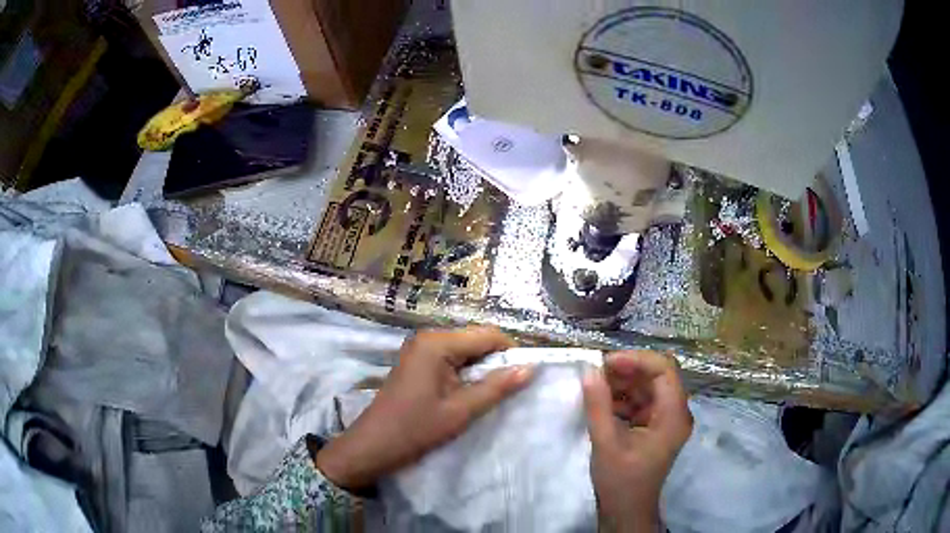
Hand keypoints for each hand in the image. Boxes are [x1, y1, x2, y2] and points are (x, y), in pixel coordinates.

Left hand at [315, 326, 533, 490]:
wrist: (373, 445)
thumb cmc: (416, 429)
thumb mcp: (461, 411)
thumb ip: (496, 388)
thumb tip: (529, 368)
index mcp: (437, 343)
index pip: (488, 335)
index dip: (511, 351)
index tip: (526, 374)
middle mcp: (428, 337)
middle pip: (475, 339)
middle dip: (496, 360)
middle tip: (511, 387)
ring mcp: (420, 347)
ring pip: (465, 349)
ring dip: (481, 367)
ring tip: (493, 392)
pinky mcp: (417, 360)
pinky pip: (451, 358)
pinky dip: (465, 371)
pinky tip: (470, 391)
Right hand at [582, 351, 692, 531]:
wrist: (626, 511)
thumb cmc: (621, 480)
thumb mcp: (606, 442)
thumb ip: (598, 405)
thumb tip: (589, 370)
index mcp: (673, 415)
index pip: (664, 369)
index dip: (637, 359)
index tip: (606, 363)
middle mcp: (676, 412)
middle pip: (658, 376)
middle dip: (627, 370)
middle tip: (596, 372)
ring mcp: (667, 419)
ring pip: (649, 387)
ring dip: (624, 383)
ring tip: (595, 385)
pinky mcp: (656, 427)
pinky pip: (642, 402)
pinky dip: (623, 398)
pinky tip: (602, 402)